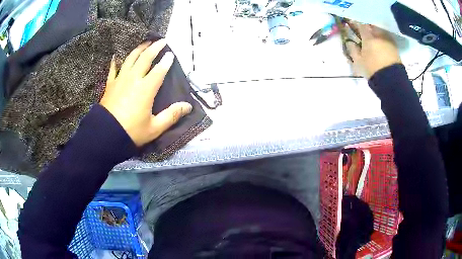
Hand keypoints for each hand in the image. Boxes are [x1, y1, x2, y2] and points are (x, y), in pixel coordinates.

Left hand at [100, 39, 192, 146]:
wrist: (106, 135)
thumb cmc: (131, 132)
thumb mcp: (155, 128)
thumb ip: (172, 115)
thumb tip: (188, 106)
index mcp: (146, 88)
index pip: (159, 69)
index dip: (166, 61)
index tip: (171, 54)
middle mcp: (133, 79)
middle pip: (145, 58)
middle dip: (155, 47)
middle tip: (162, 41)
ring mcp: (120, 80)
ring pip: (130, 59)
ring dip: (139, 49)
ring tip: (145, 43)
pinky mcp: (110, 85)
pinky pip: (113, 69)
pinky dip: (115, 62)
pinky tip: (116, 56)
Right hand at [346, 24, 401, 78]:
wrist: (392, 81)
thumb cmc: (373, 70)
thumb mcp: (359, 62)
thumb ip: (353, 50)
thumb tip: (350, 42)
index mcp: (368, 36)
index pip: (360, 24)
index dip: (355, 22)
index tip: (352, 22)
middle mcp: (378, 35)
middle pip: (371, 24)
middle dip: (367, 25)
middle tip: (364, 29)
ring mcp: (388, 40)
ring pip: (380, 30)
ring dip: (376, 31)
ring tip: (373, 36)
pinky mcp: (395, 47)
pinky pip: (387, 37)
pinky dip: (383, 38)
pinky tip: (381, 43)